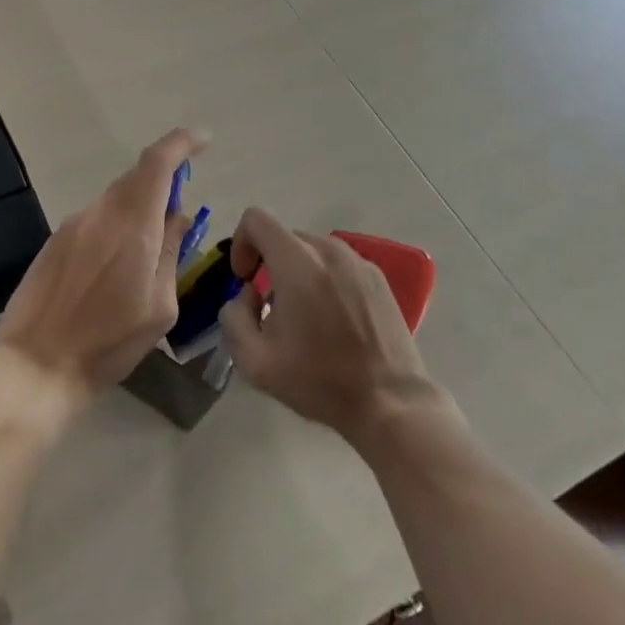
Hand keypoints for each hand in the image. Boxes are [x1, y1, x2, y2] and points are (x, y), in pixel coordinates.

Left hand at [0, 128, 206, 411]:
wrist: (36, 365)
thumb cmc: (108, 344)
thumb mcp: (159, 308)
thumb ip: (170, 253)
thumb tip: (176, 217)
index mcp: (132, 227)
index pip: (157, 163)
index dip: (182, 143)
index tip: (204, 140)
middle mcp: (100, 214)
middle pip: (136, 178)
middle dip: (163, 183)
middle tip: (179, 212)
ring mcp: (73, 224)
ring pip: (115, 200)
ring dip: (138, 209)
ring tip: (148, 252)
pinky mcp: (55, 240)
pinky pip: (95, 219)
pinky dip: (115, 226)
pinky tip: (115, 266)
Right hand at [217, 207, 445, 449]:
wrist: (391, 405)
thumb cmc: (320, 381)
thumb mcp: (255, 361)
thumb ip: (233, 316)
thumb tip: (248, 294)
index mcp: (297, 263)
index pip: (256, 219)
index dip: (241, 243)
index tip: (246, 280)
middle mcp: (329, 250)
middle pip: (283, 236)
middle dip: (269, 264)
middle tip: (270, 307)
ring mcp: (358, 261)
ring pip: (311, 250)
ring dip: (297, 271)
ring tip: (304, 315)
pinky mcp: (377, 277)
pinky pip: (337, 264)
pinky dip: (324, 279)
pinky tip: (333, 319)